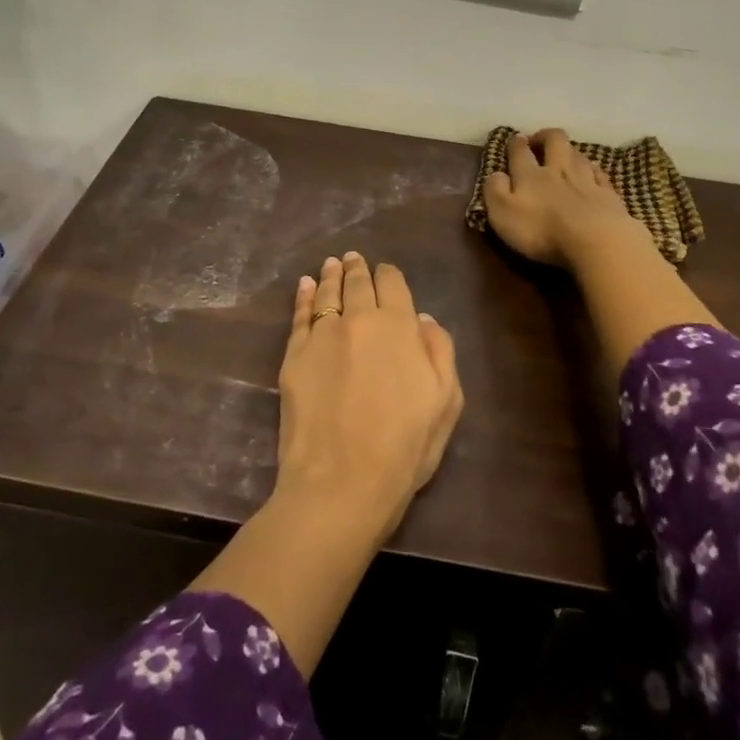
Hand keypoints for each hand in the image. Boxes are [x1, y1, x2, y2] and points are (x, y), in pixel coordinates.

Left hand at [275, 252, 463, 541]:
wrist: (341, 482)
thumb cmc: (404, 448)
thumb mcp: (445, 402)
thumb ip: (439, 351)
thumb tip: (421, 319)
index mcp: (399, 327)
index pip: (393, 284)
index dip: (389, 275)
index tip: (386, 272)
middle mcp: (359, 319)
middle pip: (357, 283)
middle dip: (357, 268)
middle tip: (353, 258)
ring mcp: (322, 335)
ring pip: (327, 293)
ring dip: (330, 275)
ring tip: (331, 264)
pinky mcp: (294, 355)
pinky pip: (299, 316)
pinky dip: (302, 296)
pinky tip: (304, 286)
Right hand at [485, 129, 651, 268]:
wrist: (597, 241)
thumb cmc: (542, 231)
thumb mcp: (503, 214)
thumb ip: (495, 191)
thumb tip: (496, 174)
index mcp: (530, 175)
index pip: (520, 151)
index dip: (516, 144)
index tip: (515, 140)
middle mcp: (559, 170)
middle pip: (554, 140)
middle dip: (545, 136)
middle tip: (539, 140)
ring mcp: (587, 180)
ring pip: (578, 155)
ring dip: (569, 151)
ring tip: (564, 157)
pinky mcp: (609, 195)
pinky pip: (600, 175)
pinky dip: (593, 171)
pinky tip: (592, 175)